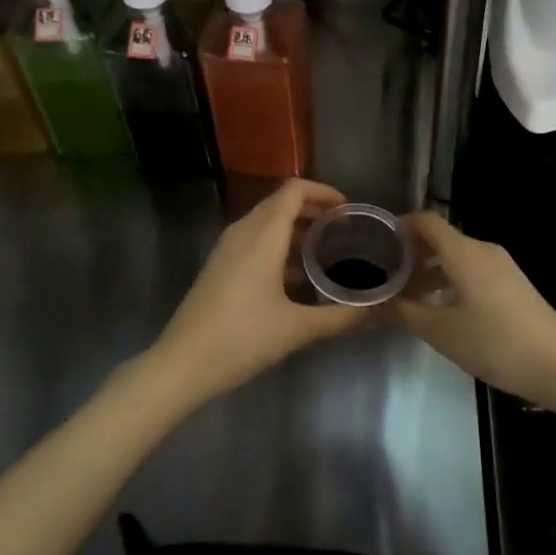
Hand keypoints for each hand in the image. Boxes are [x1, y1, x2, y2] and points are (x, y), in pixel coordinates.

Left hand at [147, 179, 366, 404]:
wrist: (182, 364)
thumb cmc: (241, 338)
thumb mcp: (295, 329)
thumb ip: (338, 317)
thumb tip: (373, 311)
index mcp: (262, 235)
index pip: (294, 190)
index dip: (323, 192)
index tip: (348, 212)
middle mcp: (243, 231)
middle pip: (282, 203)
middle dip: (314, 211)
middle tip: (344, 233)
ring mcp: (228, 248)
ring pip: (268, 223)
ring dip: (297, 231)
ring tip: (327, 254)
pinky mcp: (221, 265)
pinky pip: (256, 241)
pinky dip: (280, 247)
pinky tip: (298, 279)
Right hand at [390, 212, 555, 406]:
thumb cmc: (495, 343)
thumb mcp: (441, 332)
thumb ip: (404, 313)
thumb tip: (374, 303)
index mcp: (463, 252)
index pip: (426, 221)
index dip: (401, 227)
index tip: (379, 244)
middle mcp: (483, 250)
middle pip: (441, 240)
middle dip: (413, 255)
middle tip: (389, 279)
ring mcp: (502, 266)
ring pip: (457, 258)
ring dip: (432, 272)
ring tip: (411, 300)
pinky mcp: (513, 284)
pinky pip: (473, 271)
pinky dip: (452, 281)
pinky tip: (443, 311)